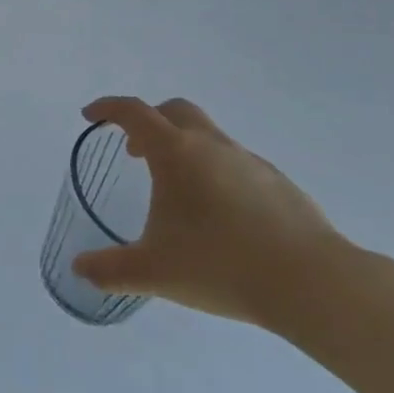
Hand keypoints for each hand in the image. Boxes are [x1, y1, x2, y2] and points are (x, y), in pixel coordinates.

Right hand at [72, 96, 347, 329]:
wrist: (313, 284)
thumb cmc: (221, 265)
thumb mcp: (154, 271)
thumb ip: (111, 269)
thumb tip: (79, 268)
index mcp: (175, 152)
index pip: (133, 112)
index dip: (107, 108)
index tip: (91, 116)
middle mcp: (211, 145)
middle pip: (174, 111)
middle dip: (149, 121)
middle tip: (135, 151)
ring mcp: (249, 161)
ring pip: (209, 136)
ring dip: (185, 149)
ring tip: (179, 192)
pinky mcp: (279, 183)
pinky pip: (237, 163)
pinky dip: (217, 173)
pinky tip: (221, 215)